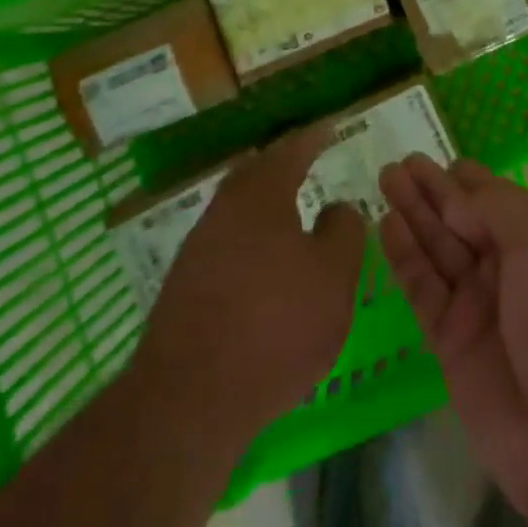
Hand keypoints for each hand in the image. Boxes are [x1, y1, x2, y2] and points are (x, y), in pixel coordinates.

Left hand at [135, 127, 366, 441]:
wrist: (188, 399)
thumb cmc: (275, 326)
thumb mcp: (334, 277)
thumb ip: (344, 231)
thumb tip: (336, 208)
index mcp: (262, 194)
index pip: (292, 150)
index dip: (313, 138)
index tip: (329, 128)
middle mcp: (225, 209)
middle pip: (254, 174)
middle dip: (281, 165)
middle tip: (305, 163)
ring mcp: (198, 248)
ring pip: (237, 210)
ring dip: (263, 207)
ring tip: (289, 218)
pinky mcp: (184, 287)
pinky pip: (225, 245)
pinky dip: (248, 243)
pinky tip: (262, 268)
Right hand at [377, 155, 527, 526]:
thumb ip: (496, 209)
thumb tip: (458, 194)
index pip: (496, 199)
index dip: (466, 179)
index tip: (437, 158)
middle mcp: (509, 269)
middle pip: (461, 219)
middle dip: (432, 191)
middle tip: (398, 164)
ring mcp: (479, 306)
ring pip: (438, 248)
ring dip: (413, 214)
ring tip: (385, 179)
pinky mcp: (451, 342)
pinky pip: (423, 289)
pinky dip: (405, 257)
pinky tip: (387, 225)